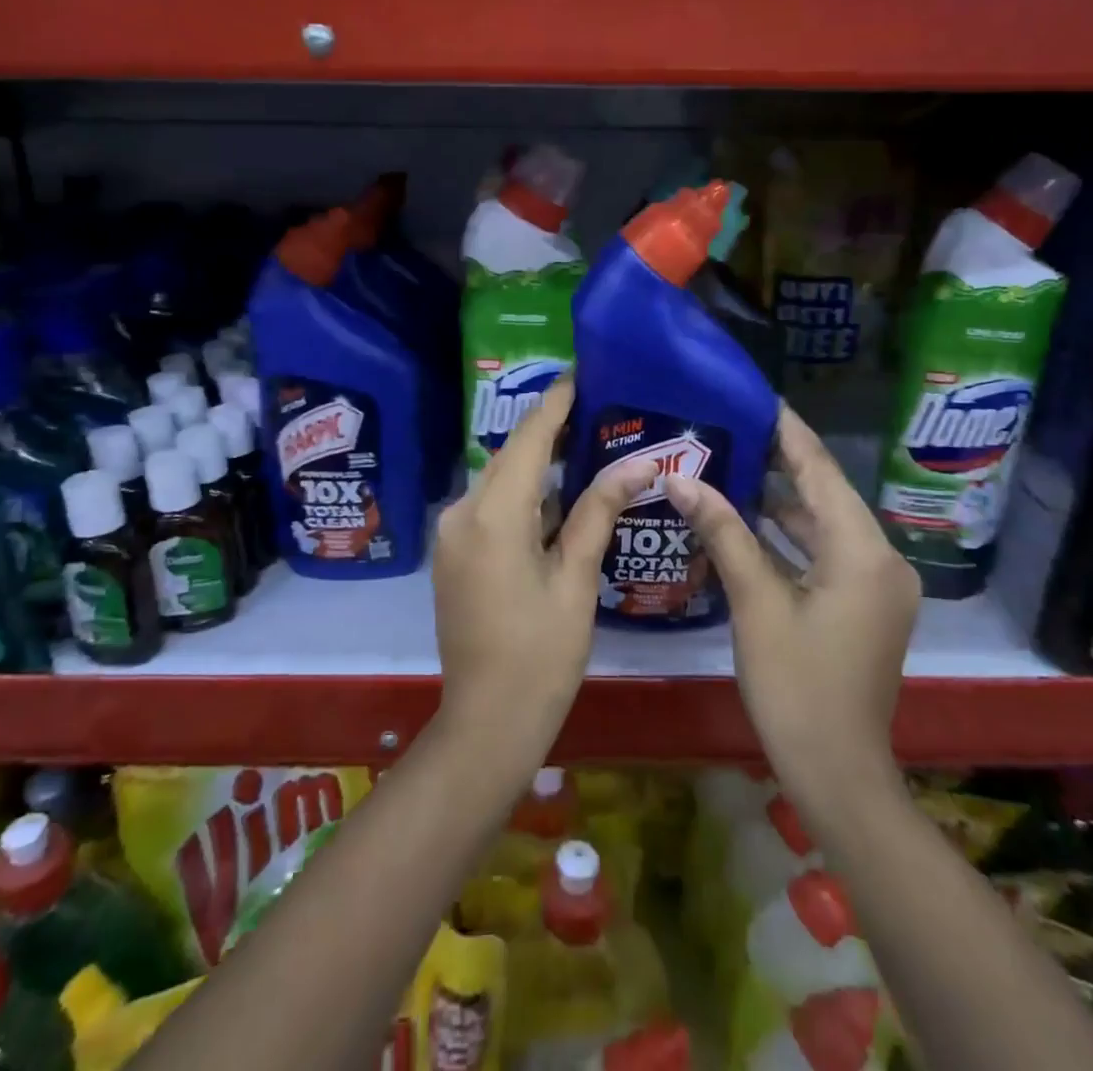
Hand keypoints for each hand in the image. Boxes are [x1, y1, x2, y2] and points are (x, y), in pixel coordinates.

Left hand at [430, 377, 656, 764]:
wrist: (487, 721)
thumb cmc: (541, 655)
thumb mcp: (576, 580)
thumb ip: (599, 512)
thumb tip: (638, 463)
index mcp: (493, 515)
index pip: (528, 439)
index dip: (555, 403)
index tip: (580, 372)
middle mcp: (462, 512)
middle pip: (510, 455)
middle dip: (548, 429)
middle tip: (594, 407)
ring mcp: (453, 533)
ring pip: (500, 480)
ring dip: (538, 463)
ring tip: (585, 441)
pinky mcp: (455, 552)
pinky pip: (490, 506)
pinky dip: (524, 494)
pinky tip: (558, 495)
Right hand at [665, 406, 919, 806]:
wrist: (838, 774)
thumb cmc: (796, 686)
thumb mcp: (756, 603)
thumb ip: (722, 533)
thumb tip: (680, 478)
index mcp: (863, 551)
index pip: (821, 471)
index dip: (788, 432)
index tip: (756, 397)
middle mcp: (881, 558)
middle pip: (825, 494)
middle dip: (779, 462)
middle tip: (730, 428)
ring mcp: (877, 585)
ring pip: (825, 525)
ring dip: (781, 501)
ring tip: (731, 465)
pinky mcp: (865, 606)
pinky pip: (826, 553)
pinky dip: (791, 537)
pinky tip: (750, 522)